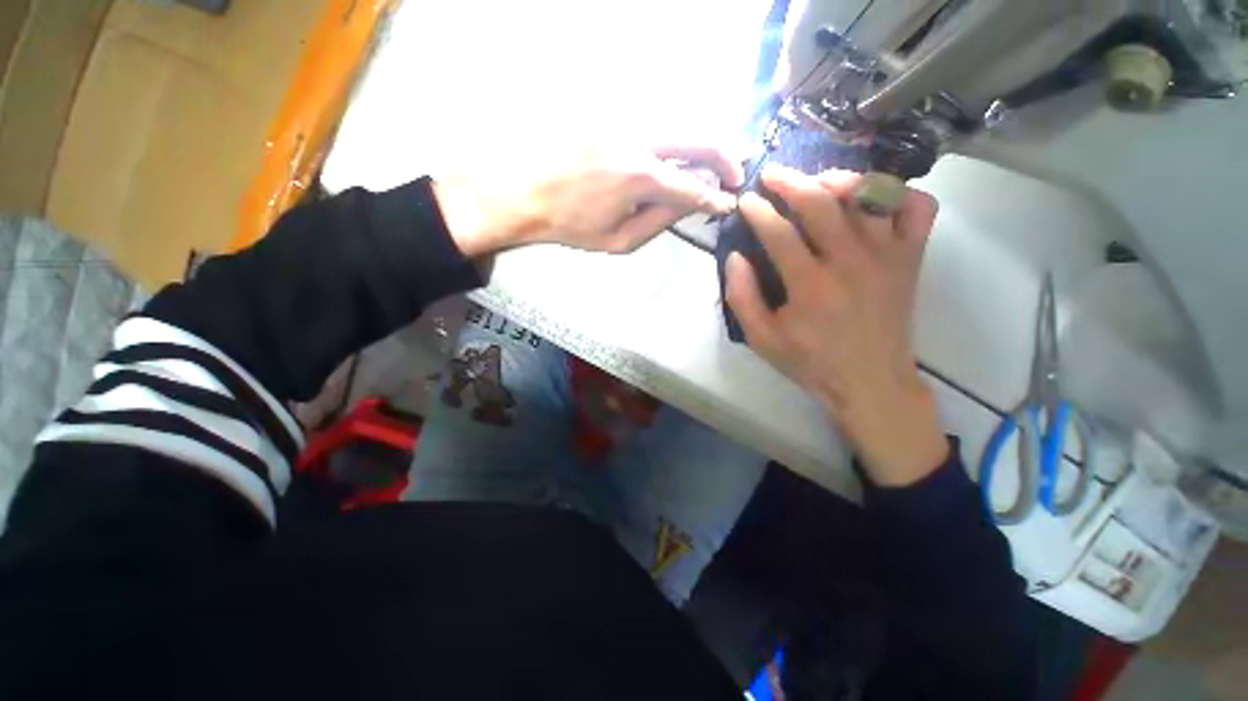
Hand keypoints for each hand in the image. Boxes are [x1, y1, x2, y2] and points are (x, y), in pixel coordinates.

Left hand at [433, 145, 742, 257]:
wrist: (526, 191)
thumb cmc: (572, 225)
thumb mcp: (618, 240)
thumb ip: (659, 222)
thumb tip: (689, 205)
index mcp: (640, 180)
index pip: (693, 189)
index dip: (716, 199)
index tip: (730, 204)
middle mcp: (641, 143)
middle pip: (699, 140)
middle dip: (725, 157)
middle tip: (736, 174)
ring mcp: (626, 123)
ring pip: (681, 126)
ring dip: (704, 145)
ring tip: (714, 165)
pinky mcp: (613, 116)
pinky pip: (656, 125)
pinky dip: (676, 140)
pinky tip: (678, 155)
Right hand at [725, 166, 947, 485]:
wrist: (870, 381)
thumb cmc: (811, 362)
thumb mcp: (762, 339)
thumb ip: (742, 297)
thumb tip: (735, 257)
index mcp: (810, 285)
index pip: (779, 232)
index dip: (758, 211)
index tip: (745, 200)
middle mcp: (851, 262)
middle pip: (821, 203)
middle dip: (790, 181)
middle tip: (771, 174)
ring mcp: (888, 256)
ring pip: (869, 195)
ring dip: (838, 179)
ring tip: (816, 180)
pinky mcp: (911, 259)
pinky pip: (917, 208)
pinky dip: (897, 192)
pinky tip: (873, 198)